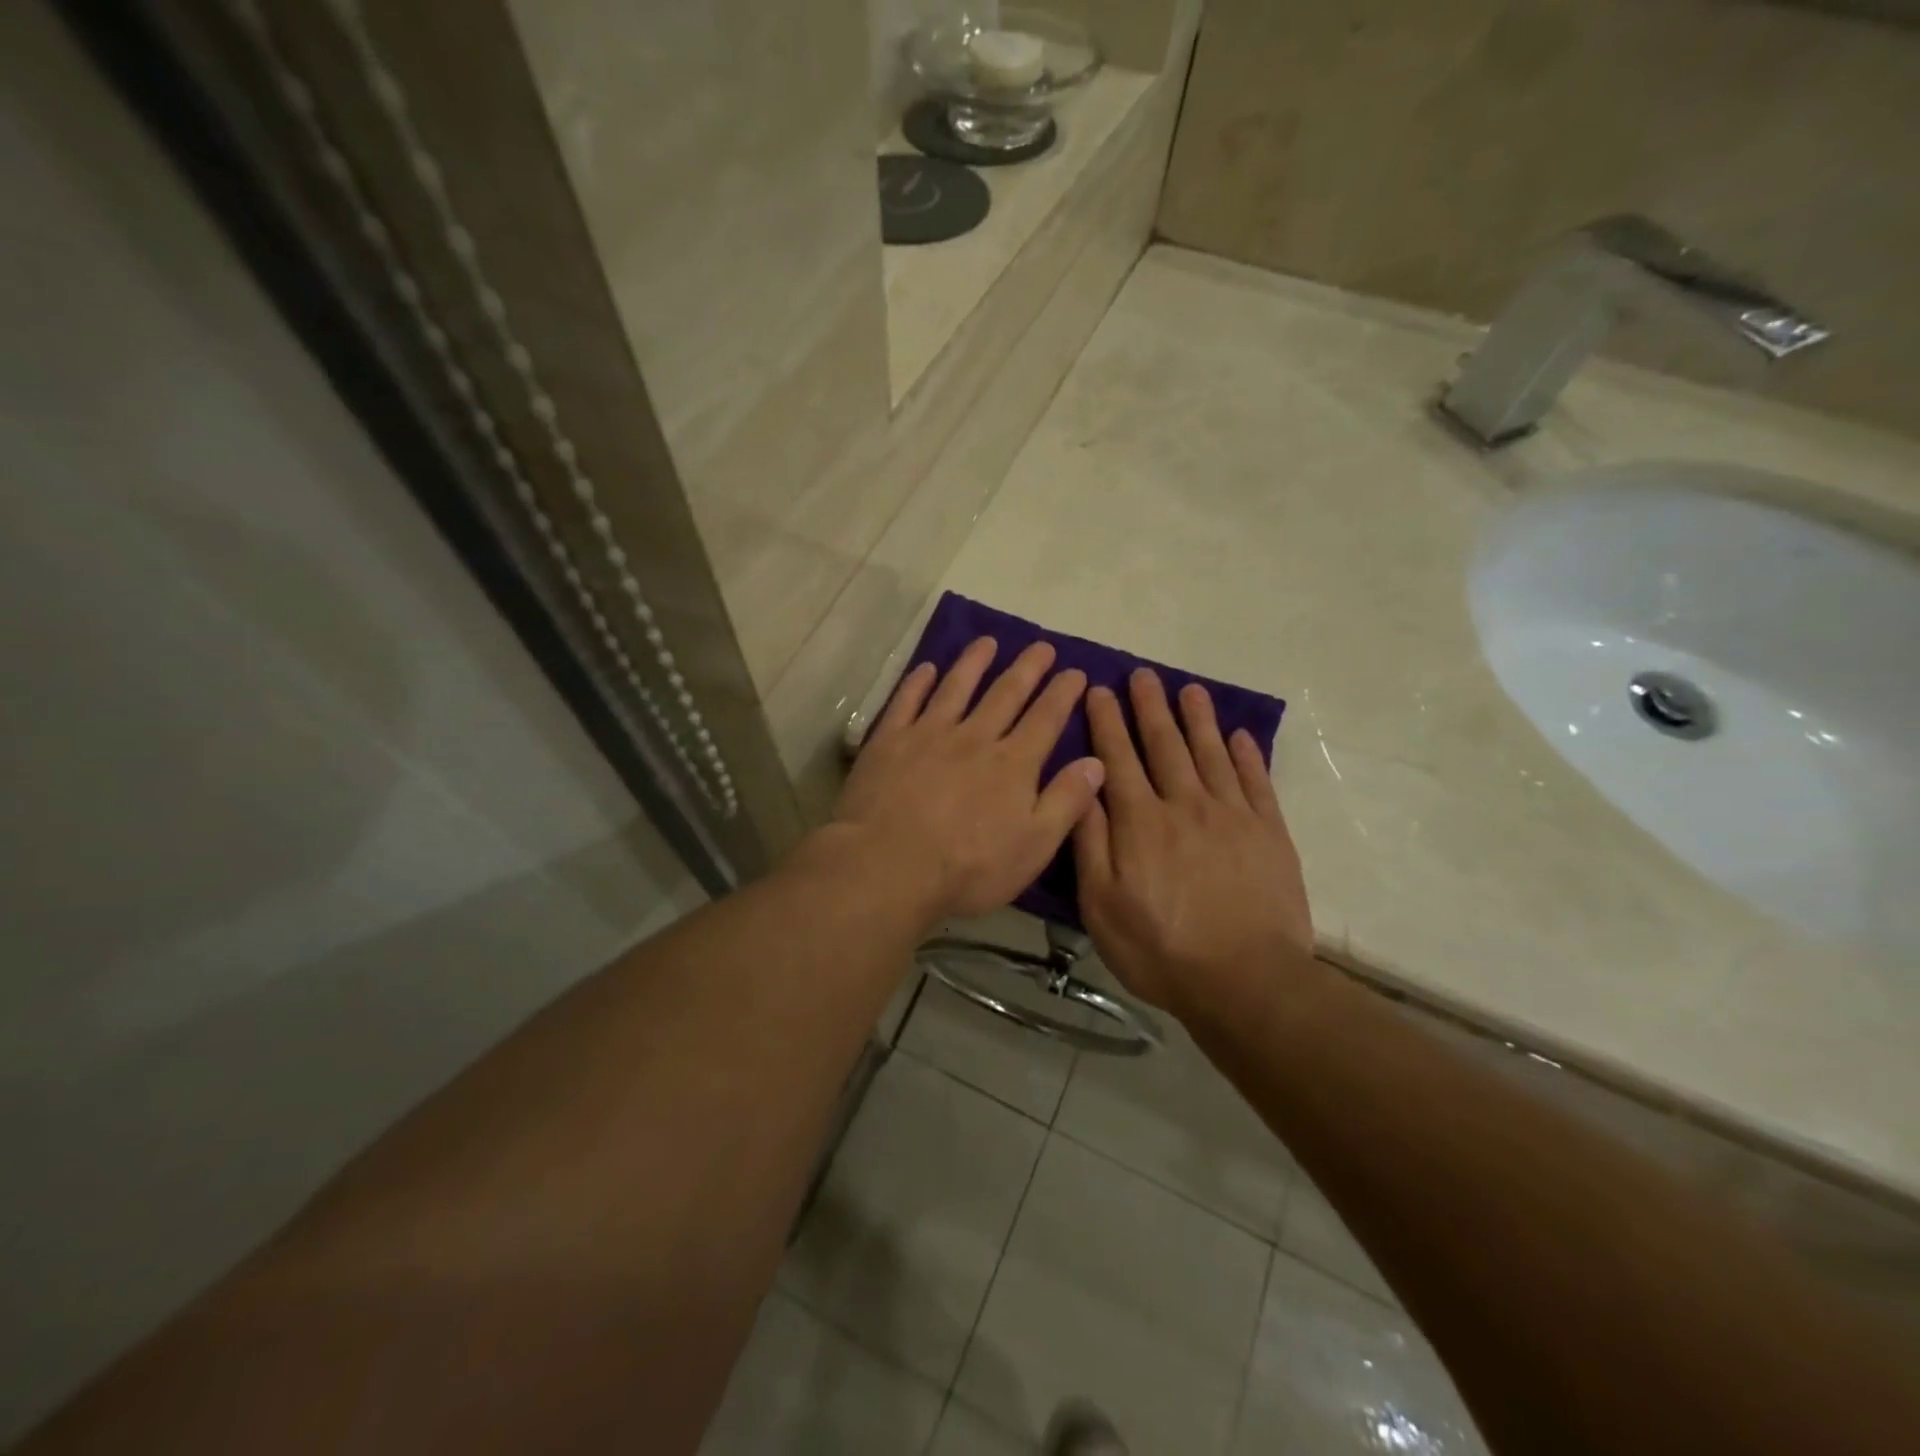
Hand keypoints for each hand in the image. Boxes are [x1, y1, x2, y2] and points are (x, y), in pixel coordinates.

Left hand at [833, 637, 1104, 921]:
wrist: (888, 867)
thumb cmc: (968, 868)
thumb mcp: (1033, 846)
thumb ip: (1066, 802)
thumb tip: (1097, 761)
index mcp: (1012, 764)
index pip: (1045, 719)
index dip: (1063, 693)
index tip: (1076, 671)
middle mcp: (974, 738)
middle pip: (1005, 694)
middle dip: (1028, 668)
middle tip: (1042, 646)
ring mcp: (928, 735)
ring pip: (956, 688)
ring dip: (974, 662)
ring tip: (988, 641)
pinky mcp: (889, 741)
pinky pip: (906, 701)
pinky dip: (918, 682)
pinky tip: (927, 668)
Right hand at [1073, 670, 1312, 1018]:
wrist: (1246, 981)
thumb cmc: (1160, 949)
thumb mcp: (1102, 905)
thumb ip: (1091, 842)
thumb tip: (1082, 787)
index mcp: (1140, 822)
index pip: (1118, 759)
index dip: (1107, 722)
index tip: (1099, 690)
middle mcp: (1185, 805)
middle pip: (1165, 745)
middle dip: (1150, 707)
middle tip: (1143, 675)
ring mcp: (1231, 816)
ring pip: (1210, 753)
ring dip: (1198, 719)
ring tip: (1189, 689)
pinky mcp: (1269, 833)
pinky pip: (1255, 781)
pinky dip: (1246, 755)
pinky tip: (1239, 735)